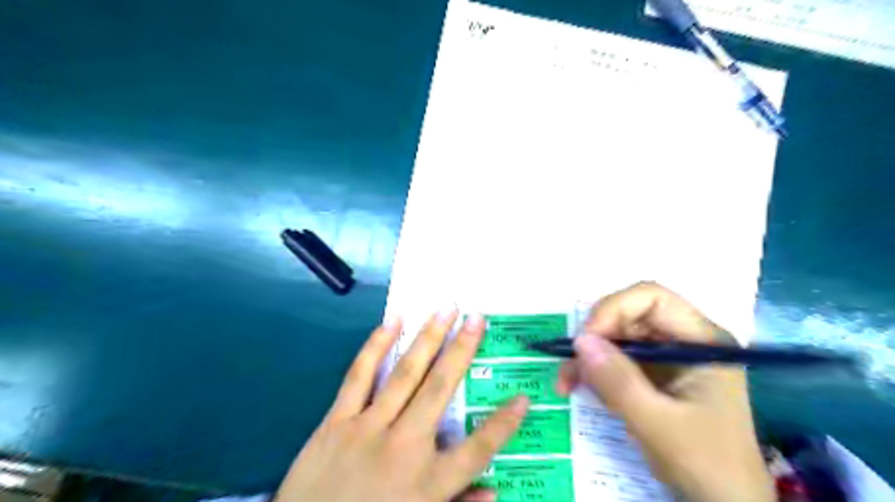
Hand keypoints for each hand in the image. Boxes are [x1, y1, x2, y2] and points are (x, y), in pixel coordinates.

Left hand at [278, 309, 530, 501]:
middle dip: (462, 350)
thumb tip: (496, 492)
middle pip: (440, 389)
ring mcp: (368, 428)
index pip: (478, 448)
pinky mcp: (337, 421)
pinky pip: (359, 376)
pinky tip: (392, 321)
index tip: (523, 398)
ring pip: (405, 373)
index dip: (504, 423)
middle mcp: (404, 446)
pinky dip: (376, 346)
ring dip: (428, 338)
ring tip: (445, 309)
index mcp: (429, 482)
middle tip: (477, 318)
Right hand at [557, 282, 776, 501]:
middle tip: (569, 365)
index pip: (651, 298)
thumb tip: (579, 340)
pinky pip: (616, 361)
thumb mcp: (658, 424)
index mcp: (701, 339)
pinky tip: (579, 389)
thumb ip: (618, 382)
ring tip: (565, 383)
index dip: (614, 309)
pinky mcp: (654, 376)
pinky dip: (594, 372)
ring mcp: (668, 358)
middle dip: (594, 338)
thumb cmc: (706, 463)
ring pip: (617, 338)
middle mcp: (684, 340)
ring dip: (588, 358)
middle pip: (628, 316)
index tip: (586, 340)